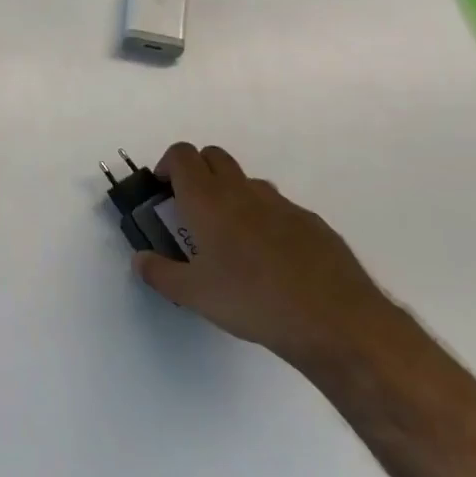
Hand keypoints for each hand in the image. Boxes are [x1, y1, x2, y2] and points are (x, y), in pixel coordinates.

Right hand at [132, 143, 390, 366]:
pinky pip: (278, 208)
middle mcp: (242, 191)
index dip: (167, 165)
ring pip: (247, 181)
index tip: (164, 192)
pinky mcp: (312, 222)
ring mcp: (281, 204)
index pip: (181, 155)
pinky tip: (272, 261)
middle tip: (192, 211)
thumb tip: (140, 259)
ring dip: (232, 195)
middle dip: (197, 172)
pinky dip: (265, 219)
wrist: (335, 320)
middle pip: (213, 155)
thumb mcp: (194, 295)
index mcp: (208, 200)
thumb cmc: (252, 301)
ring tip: (232, 239)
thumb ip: (159, 273)